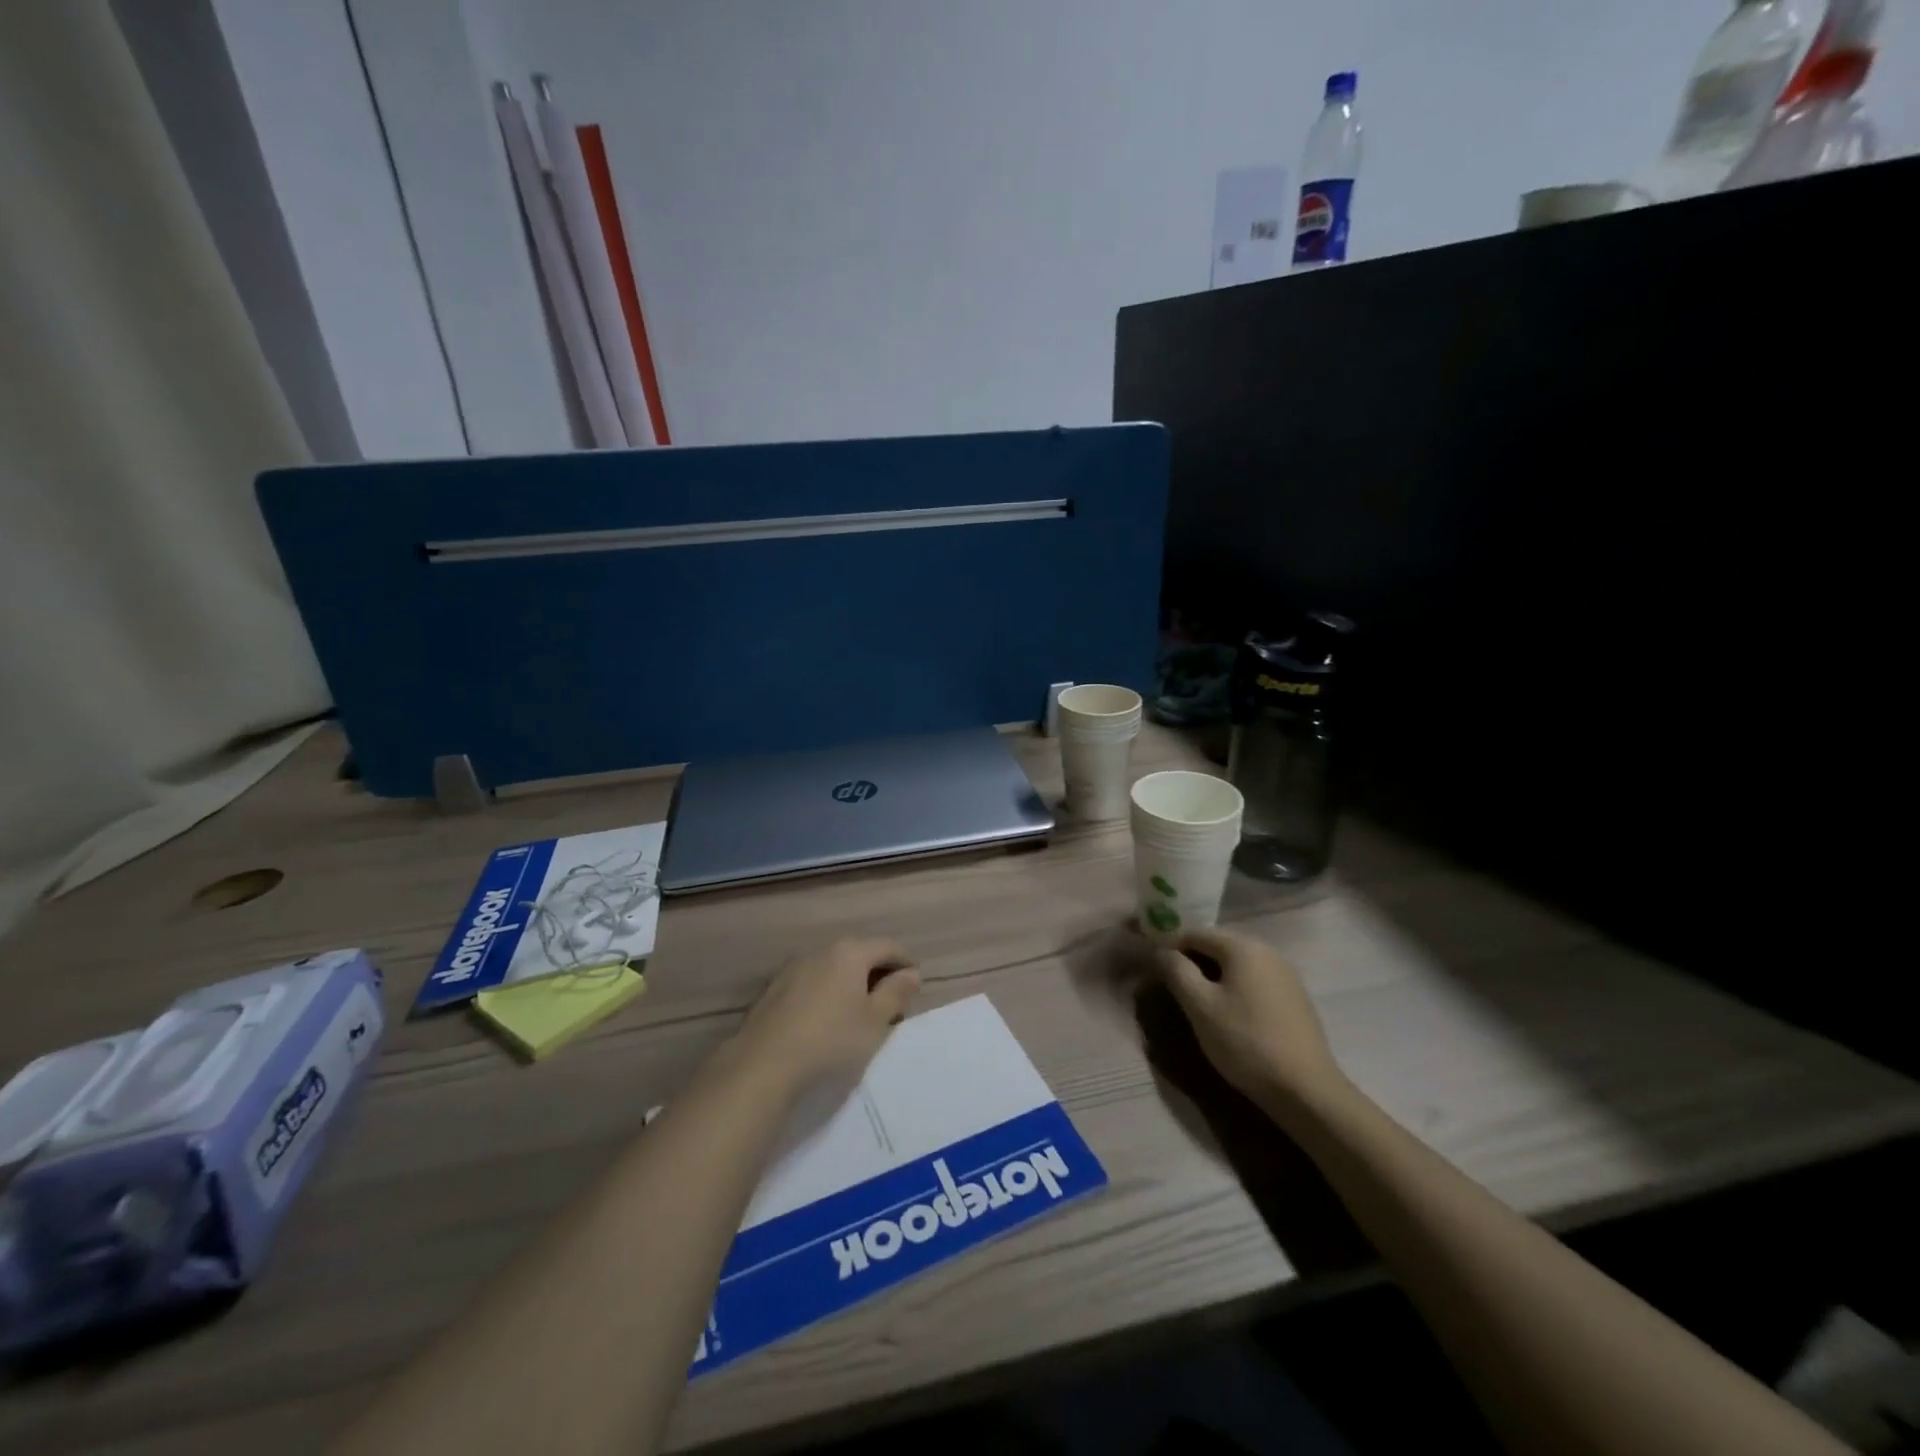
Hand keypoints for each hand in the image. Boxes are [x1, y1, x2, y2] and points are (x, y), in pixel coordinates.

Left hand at [727, 937, 920, 1094]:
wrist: (763, 1065)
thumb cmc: (831, 1040)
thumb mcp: (874, 1021)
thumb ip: (896, 993)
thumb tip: (911, 974)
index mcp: (850, 952)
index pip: (888, 946)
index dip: (906, 963)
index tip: (915, 986)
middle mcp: (821, 950)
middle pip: (859, 953)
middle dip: (878, 974)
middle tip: (891, 1003)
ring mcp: (794, 967)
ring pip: (834, 968)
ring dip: (851, 983)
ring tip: (859, 1013)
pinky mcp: (774, 989)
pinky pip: (812, 982)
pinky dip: (827, 993)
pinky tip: (826, 1019)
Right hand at [1156, 928, 1347, 1113]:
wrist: (1306, 1091)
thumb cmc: (1245, 1042)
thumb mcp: (1200, 1006)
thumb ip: (1177, 971)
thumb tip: (1162, 951)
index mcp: (1243, 947)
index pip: (1195, 933)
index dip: (1169, 943)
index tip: (1150, 961)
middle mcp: (1267, 952)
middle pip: (1218, 945)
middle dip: (1191, 959)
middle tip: (1169, 982)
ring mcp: (1285, 975)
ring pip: (1237, 964)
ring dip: (1212, 974)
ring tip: (1194, 998)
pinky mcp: (1294, 999)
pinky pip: (1254, 981)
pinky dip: (1234, 988)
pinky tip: (1228, 1011)